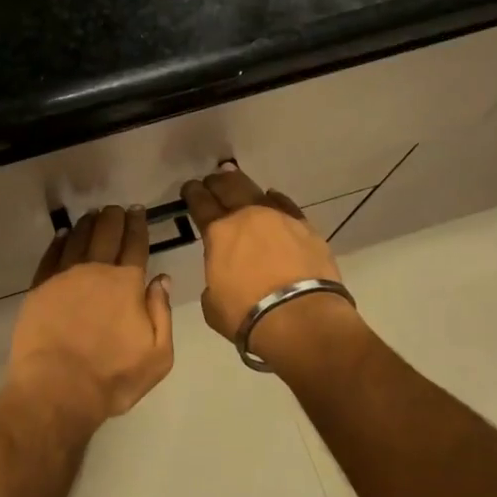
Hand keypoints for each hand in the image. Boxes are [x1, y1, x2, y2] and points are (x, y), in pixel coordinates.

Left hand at [5, 205, 174, 432]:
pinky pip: (51, 255)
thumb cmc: (112, 377)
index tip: (138, 211)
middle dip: (113, 218)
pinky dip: (59, 242)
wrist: (57, 389)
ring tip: (92, 214)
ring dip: (87, 224)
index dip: (138, 225)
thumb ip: (162, 313)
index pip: (135, 245)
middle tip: (116, 208)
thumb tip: (161, 279)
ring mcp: (64, 277)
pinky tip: (63, 235)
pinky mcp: (40, 288)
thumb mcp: (157, 355)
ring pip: (78, 239)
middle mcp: (95, 271)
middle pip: (106, 234)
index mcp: (126, 284)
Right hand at [181, 164, 358, 370]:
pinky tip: (272, 196)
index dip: (193, 193)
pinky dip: (275, 200)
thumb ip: (214, 282)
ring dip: (242, 184)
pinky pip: (286, 205)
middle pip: (228, 187)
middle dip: (216, 181)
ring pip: (257, 191)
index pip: (200, 203)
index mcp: (218, 233)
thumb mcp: (212, 304)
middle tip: (212, 179)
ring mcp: (279, 218)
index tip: (190, 188)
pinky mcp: (306, 227)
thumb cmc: (248, 315)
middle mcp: (247, 217)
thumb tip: (223, 276)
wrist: (301, 318)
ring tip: (236, 178)